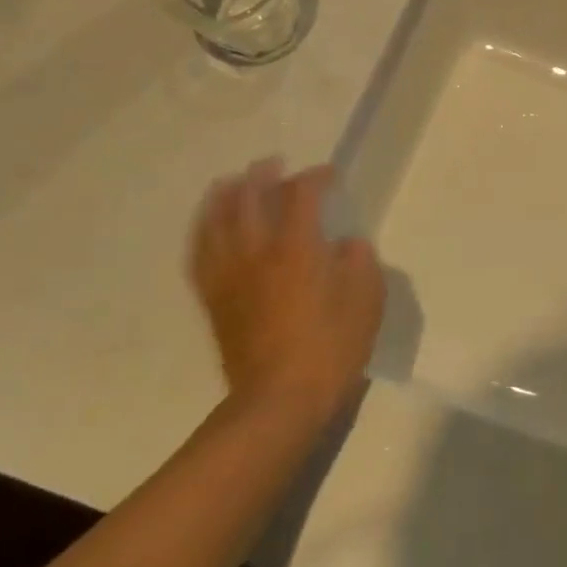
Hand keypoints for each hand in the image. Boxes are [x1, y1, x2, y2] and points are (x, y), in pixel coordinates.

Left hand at [187, 160, 383, 419]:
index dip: (315, 177)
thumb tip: (344, 246)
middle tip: (274, 164)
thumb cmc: (331, 348)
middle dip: (262, 175)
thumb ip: (358, 262)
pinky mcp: (214, 300)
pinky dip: (203, 232)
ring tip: (231, 182)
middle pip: (249, 198)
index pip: (301, 195)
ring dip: (224, 195)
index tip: (329, 174)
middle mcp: (257, 253)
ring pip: (216, 222)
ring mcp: (230, 276)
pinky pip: (200, 255)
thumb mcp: (366, 300)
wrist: (279, 401)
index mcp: (297, 248)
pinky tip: (209, 227)